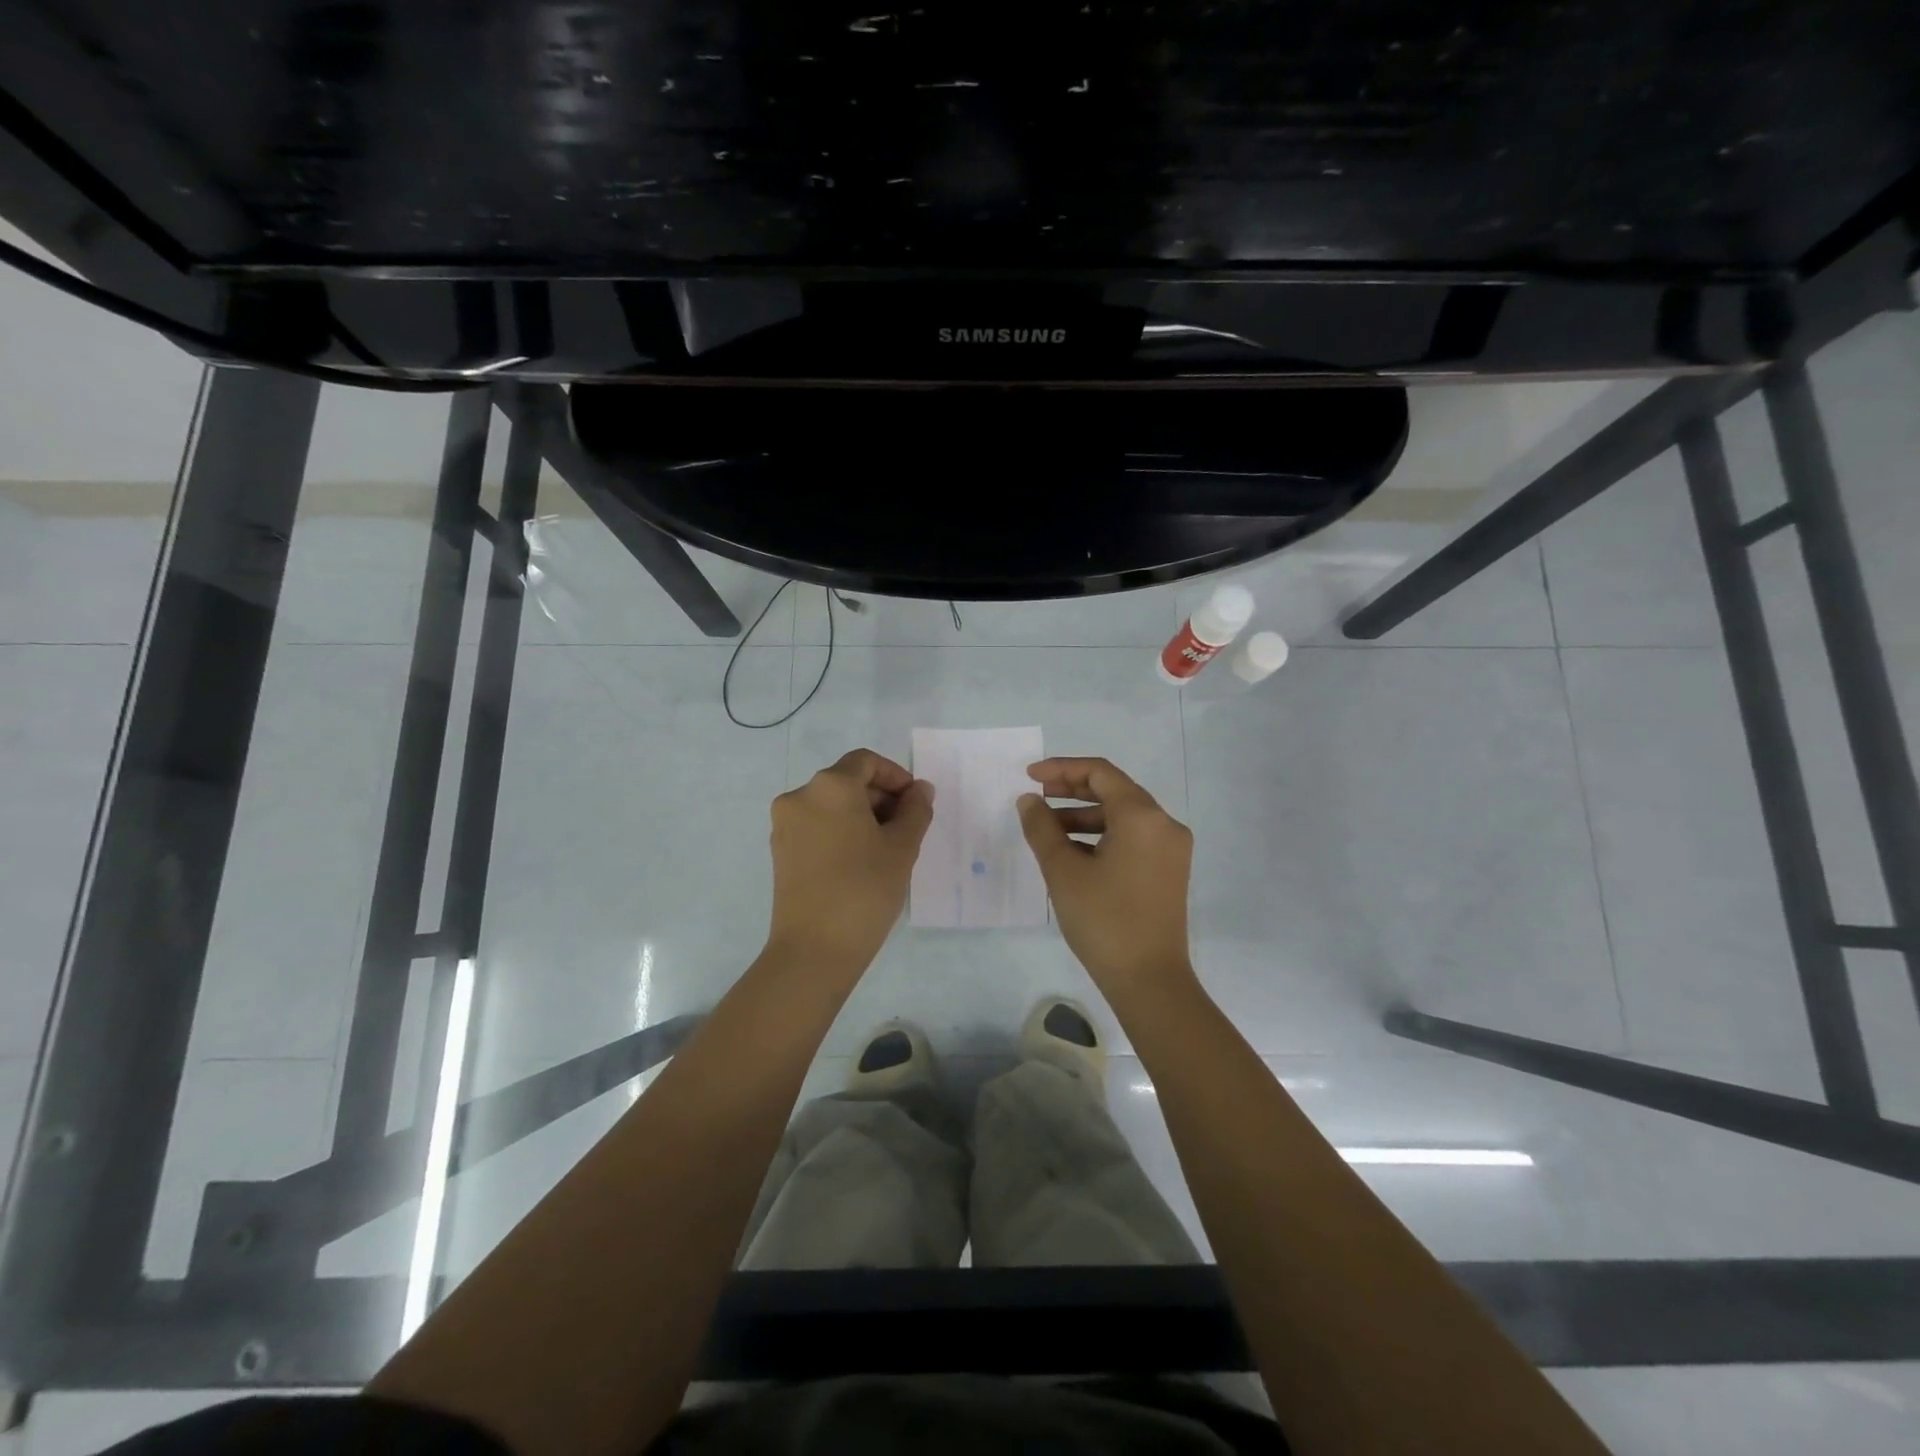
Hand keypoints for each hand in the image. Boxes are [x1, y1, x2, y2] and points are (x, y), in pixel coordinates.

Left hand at [766, 748, 934, 974]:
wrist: (814, 949)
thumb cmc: (865, 890)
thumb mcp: (902, 847)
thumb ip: (916, 810)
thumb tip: (920, 789)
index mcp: (830, 786)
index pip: (866, 762)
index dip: (895, 776)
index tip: (915, 802)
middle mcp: (800, 796)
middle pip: (847, 781)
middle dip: (880, 797)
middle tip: (907, 828)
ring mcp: (784, 825)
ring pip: (831, 805)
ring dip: (861, 815)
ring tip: (886, 848)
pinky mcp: (780, 851)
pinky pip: (816, 826)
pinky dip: (840, 831)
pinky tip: (860, 862)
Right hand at [1017, 757, 1194, 998]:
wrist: (1149, 980)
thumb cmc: (1104, 920)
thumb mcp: (1063, 871)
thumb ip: (1042, 828)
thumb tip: (1029, 801)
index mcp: (1142, 816)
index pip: (1100, 773)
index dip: (1062, 769)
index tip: (1030, 776)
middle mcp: (1164, 824)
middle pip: (1114, 790)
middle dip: (1072, 790)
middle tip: (1036, 797)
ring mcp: (1171, 848)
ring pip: (1123, 816)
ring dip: (1084, 816)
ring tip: (1047, 828)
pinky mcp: (1169, 870)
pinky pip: (1133, 837)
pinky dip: (1102, 835)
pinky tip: (1073, 851)